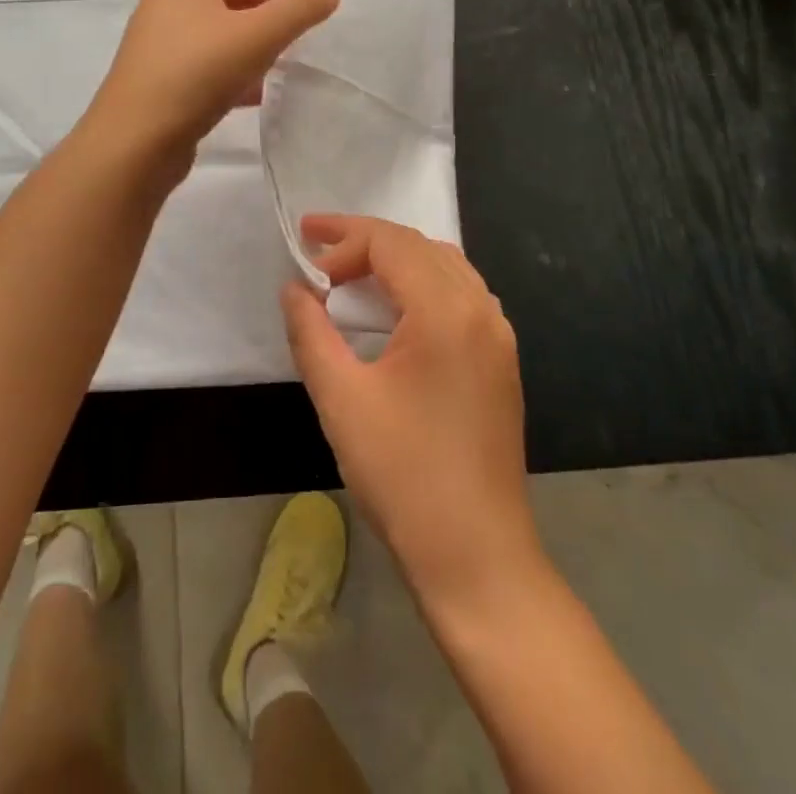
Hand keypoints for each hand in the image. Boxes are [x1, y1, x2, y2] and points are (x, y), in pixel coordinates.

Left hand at [81, 0, 338, 171]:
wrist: (137, 140)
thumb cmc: (199, 73)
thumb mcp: (259, 35)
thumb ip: (299, 10)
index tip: (313, 20)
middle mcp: (167, 4)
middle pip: (233, 4)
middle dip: (268, 24)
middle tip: (299, 47)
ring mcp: (159, 44)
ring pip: (220, 39)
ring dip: (252, 53)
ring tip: (281, 72)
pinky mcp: (159, 80)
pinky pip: (206, 68)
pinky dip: (231, 76)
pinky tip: (253, 97)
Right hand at [281, 215, 541, 610]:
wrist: (478, 557)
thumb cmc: (403, 476)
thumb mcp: (341, 399)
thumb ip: (310, 332)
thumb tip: (294, 288)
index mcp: (446, 311)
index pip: (390, 244)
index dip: (342, 238)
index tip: (302, 250)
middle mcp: (481, 309)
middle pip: (418, 247)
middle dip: (365, 242)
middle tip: (317, 253)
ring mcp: (499, 335)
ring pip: (444, 266)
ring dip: (395, 260)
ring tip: (350, 274)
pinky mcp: (501, 360)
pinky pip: (460, 294)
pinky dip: (421, 283)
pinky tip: (394, 309)